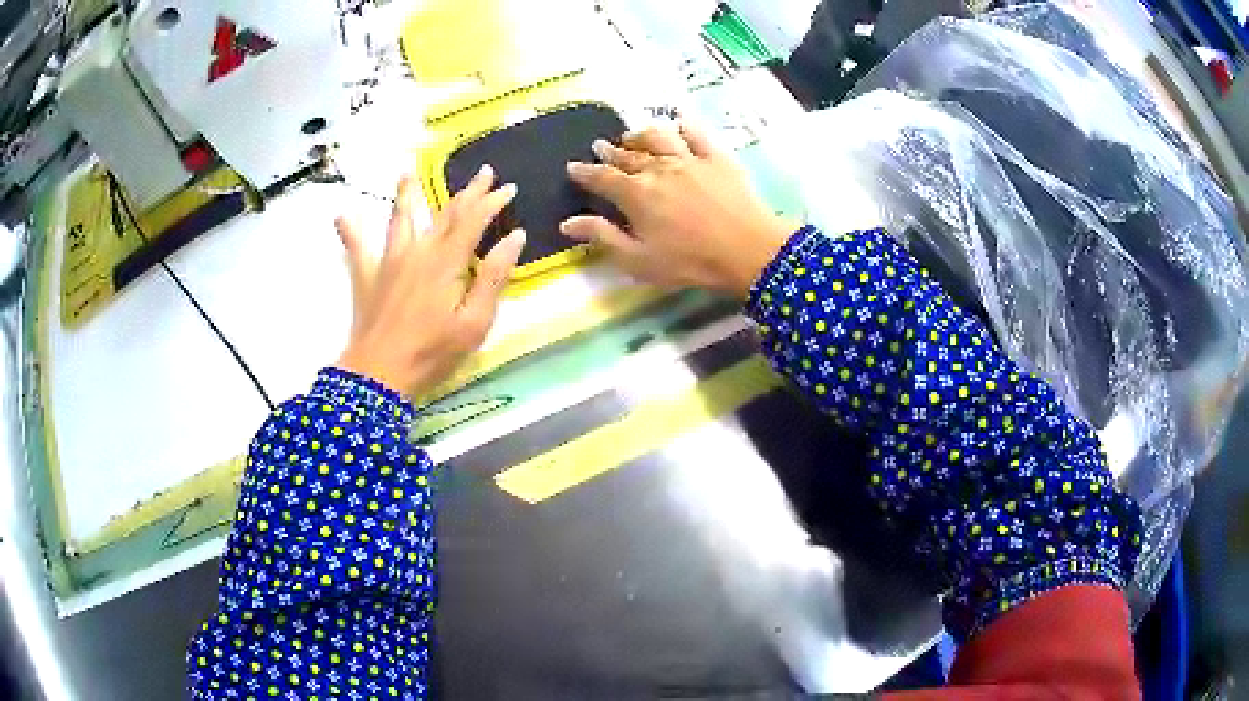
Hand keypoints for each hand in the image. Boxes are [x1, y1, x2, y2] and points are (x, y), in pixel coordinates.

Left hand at [335, 166, 525, 398]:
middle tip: (483, 171)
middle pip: (444, 213)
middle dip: (466, 192)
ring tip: (407, 173)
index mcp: (447, 262)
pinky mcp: (366, 277)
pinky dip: (349, 231)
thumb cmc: (432, 353)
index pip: (473, 221)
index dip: (492, 201)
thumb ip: (494, 277)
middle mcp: (418, 251)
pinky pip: (355, 248)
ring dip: (406, 194)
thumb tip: (514, 237)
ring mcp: (388, 261)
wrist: (379, 375)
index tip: (509, 187)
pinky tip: (341, 216)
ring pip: (399, 219)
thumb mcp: (475, 322)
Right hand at [561, 123, 795, 297]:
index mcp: (635, 194)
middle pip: (627, 154)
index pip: (602, 178)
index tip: (573, 167)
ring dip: (640, 134)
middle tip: (599, 146)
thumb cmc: (690, 262)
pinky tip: (678, 126)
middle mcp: (658, 168)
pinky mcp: (716, 157)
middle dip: (610, 151)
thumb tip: (567, 223)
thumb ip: (602, 237)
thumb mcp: (639, 260)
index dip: (585, 172)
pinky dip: (683, 127)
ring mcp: (688, 159)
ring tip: (632, 135)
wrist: (748, 251)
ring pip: (657, 137)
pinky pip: (695, 134)